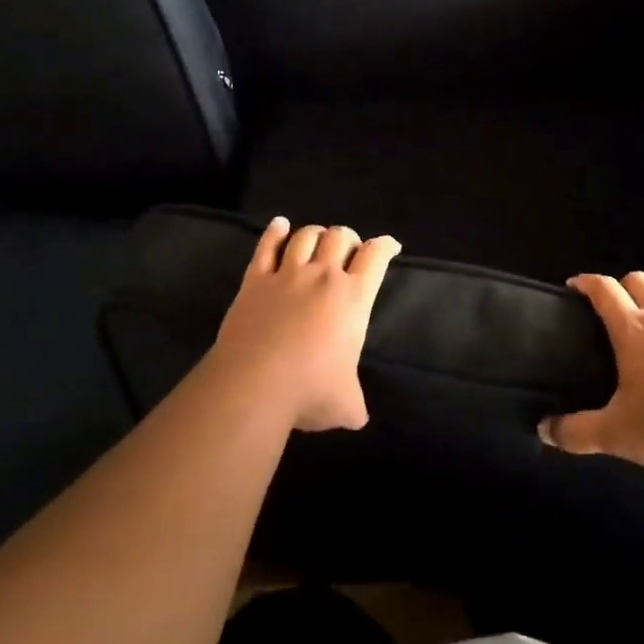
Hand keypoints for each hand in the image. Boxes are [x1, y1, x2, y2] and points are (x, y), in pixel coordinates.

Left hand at [208, 217, 399, 432]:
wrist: (253, 385)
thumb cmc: (308, 391)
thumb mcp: (345, 404)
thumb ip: (355, 404)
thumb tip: (357, 418)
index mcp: (353, 298)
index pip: (376, 256)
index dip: (386, 246)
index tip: (390, 246)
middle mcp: (323, 276)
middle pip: (340, 236)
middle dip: (348, 238)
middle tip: (348, 251)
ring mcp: (287, 274)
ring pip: (305, 236)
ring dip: (316, 234)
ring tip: (318, 241)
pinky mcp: (255, 280)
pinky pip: (266, 246)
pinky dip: (274, 232)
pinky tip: (280, 225)